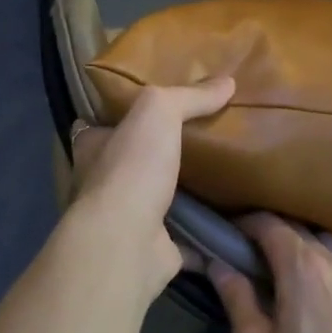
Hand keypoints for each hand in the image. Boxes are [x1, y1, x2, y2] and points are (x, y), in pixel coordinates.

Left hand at [63, 77, 234, 303]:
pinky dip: (207, 238)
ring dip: (184, 194)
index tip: (158, 108)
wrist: (126, 243)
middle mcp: (104, 182)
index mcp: (94, 146)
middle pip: (133, 162)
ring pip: (159, 201)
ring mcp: (127, 219)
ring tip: (226, 178)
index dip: (125, 114)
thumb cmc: (132, 169)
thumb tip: (228, 81)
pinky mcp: (154, 251)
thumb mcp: (158, 112)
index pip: (103, 124)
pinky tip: (237, 226)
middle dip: (160, 155)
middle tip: (206, 141)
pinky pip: (187, 241)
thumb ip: (188, 96)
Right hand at [209, 213, 331, 332]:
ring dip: (306, 247)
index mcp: (299, 266)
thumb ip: (235, 296)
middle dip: (268, 234)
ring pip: (330, 244)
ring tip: (285, 269)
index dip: (242, 224)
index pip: (268, 223)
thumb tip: (218, 262)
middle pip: (297, 229)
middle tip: (243, 257)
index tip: (223, 237)